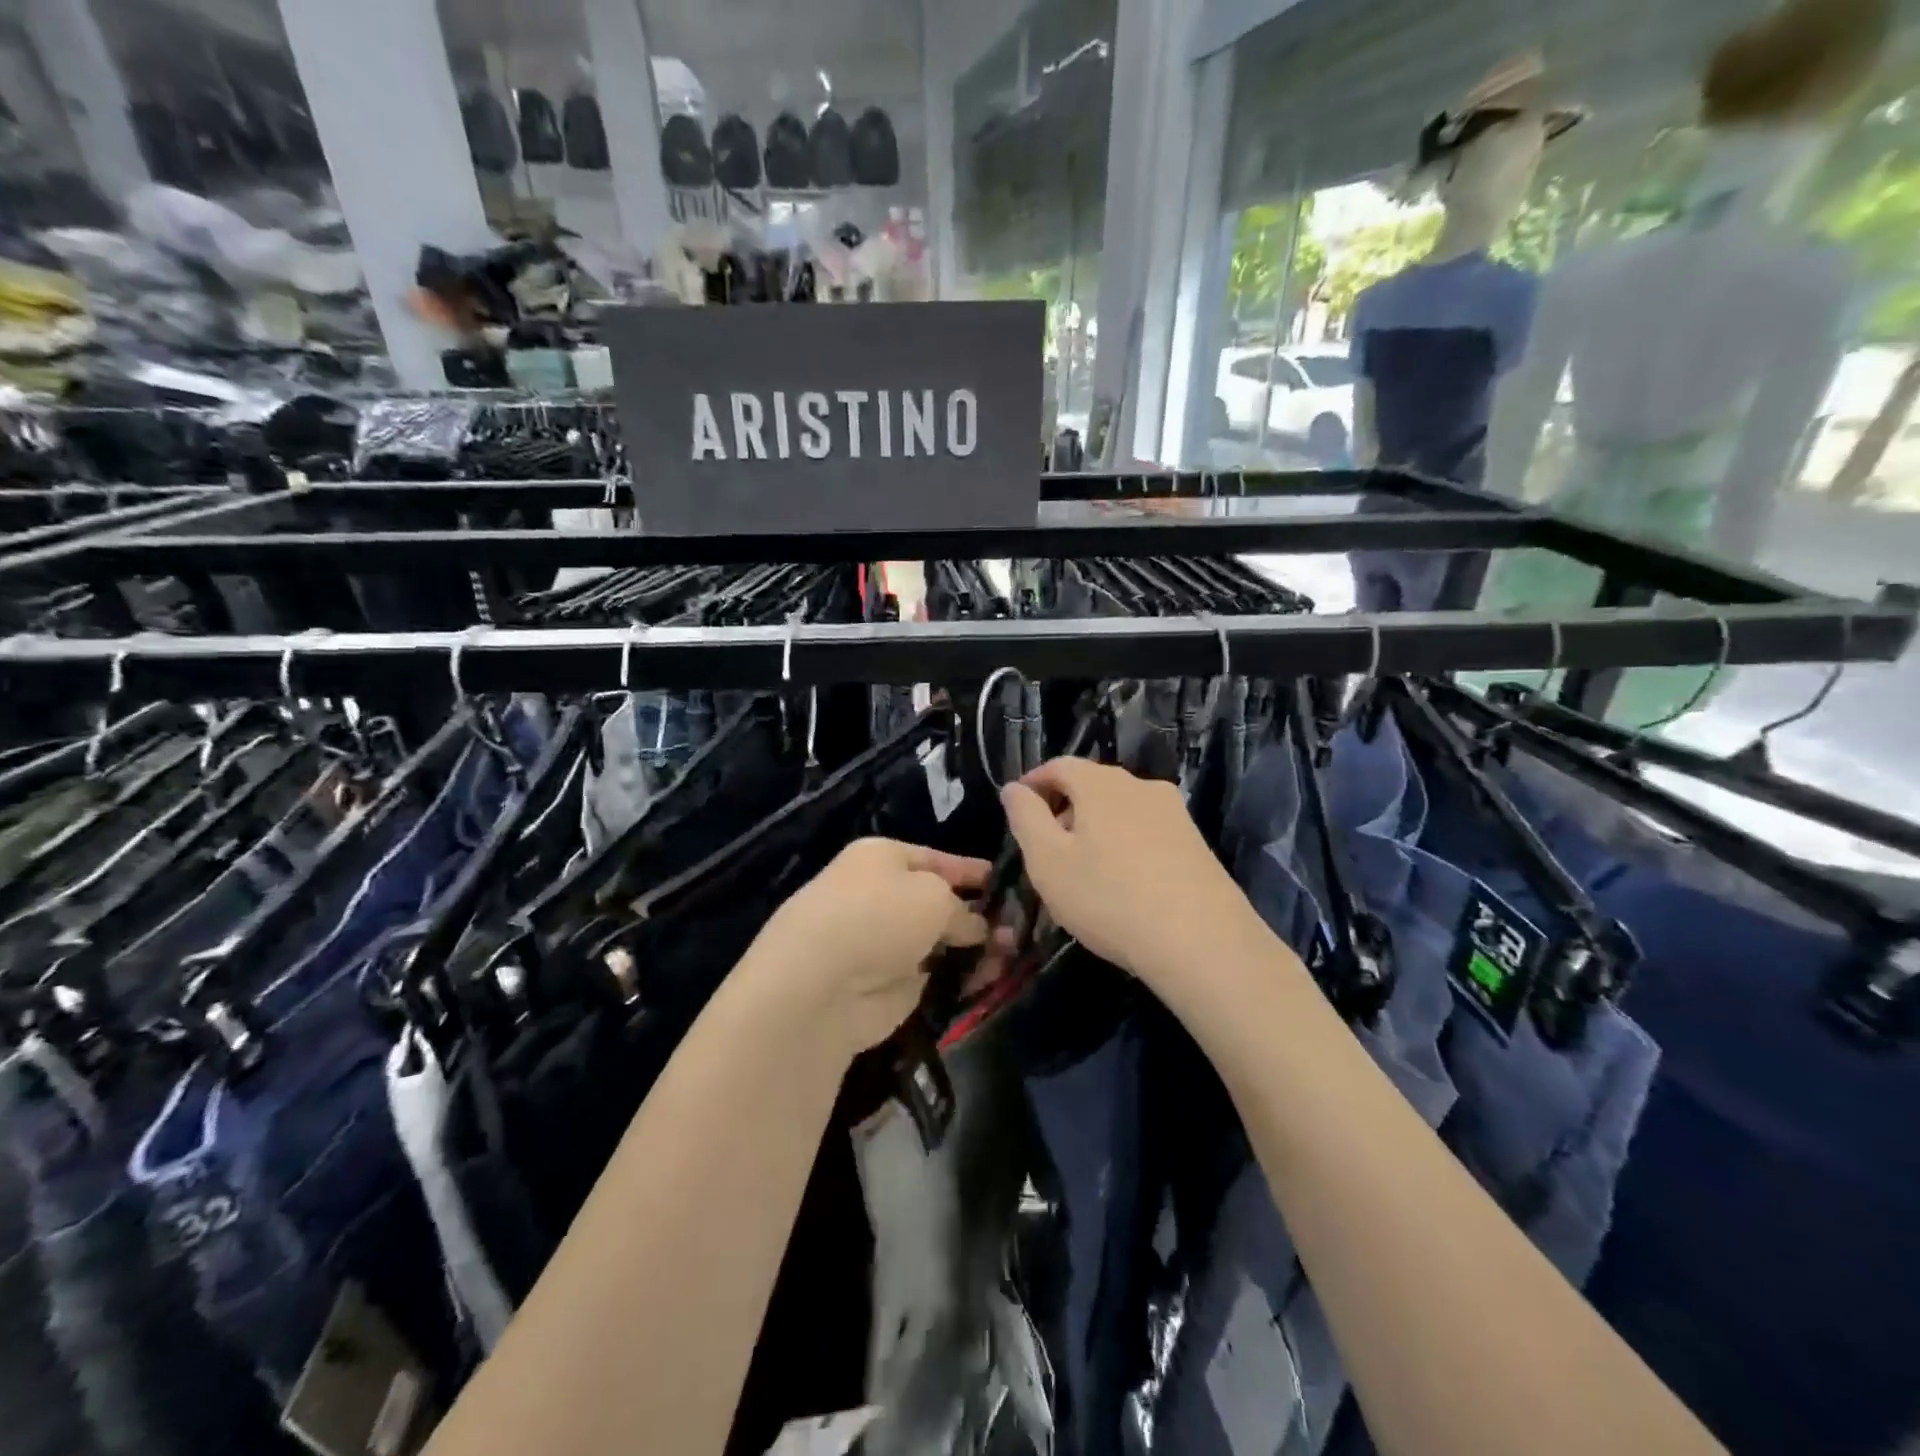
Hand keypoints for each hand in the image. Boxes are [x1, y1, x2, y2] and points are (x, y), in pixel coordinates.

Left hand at [739, 838, 992, 1056]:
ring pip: (940, 941)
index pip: (936, 859)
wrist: (821, 984)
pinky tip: (992, 980)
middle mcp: (880, 896)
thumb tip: (976, 928)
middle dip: (979, 914)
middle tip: (1020, 926)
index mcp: (882, 858)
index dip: (971, 871)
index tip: (1005, 882)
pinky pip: (934, 976)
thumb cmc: (879, 915)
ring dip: (975, 948)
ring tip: (1014, 955)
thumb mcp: (934, 896)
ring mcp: (884, 944)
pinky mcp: (889, 987)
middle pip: (938, 903)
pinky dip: (960, 978)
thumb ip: (963, 910)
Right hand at [1001, 758, 1264, 990]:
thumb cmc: (1108, 898)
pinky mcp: (1196, 842)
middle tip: (1046, 847)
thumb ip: (1025, 818)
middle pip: (1092, 785)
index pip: (1059, 765)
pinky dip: (1125, 844)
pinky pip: (1147, 831)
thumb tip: (1014, 788)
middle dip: (1064, 808)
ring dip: (1095, 828)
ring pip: (1121, 809)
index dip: (1034, 783)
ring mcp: (1175, 813)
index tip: (1018, 808)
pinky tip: (1123, 883)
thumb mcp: (1048, 861)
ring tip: (1083, 869)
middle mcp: (1141, 786)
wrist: (1202, 942)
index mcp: (1102, 784)